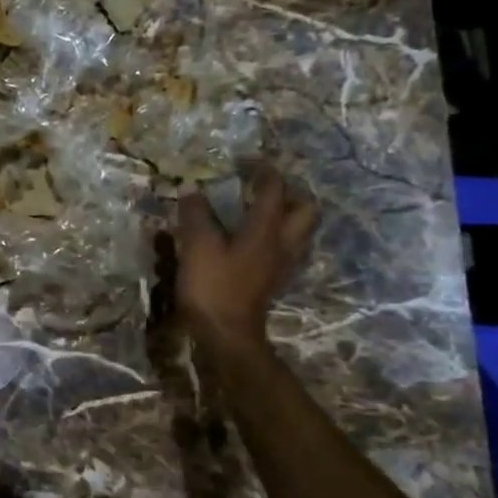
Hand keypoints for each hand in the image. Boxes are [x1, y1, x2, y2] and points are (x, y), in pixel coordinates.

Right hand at [175, 169, 317, 348]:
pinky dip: (275, 236)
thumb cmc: (213, 286)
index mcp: (266, 229)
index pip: (274, 189)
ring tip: (257, 211)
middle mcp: (283, 242)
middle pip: (305, 209)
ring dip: (286, 215)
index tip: (246, 162)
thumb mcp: (197, 246)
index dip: (263, 171)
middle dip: (289, 193)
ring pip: (299, 230)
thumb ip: (196, 214)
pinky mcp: (274, 279)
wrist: (226, 335)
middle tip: (262, 189)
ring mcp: (283, 263)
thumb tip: (191, 189)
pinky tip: (251, 239)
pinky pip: (286, 248)